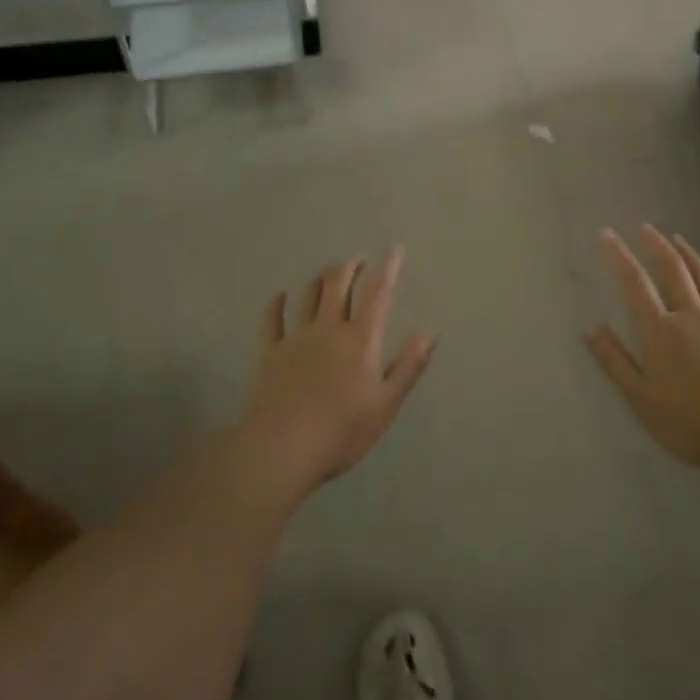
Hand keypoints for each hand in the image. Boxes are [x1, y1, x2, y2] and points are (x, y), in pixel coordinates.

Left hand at [239, 249, 436, 493]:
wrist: (282, 449)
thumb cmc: (342, 431)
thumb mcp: (386, 404)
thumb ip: (409, 366)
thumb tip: (430, 334)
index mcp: (360, 339)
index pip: (377, 294)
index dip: (387, 268)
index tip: (394, 249)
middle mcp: (328, 329)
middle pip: (338, 285)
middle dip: (350, 266)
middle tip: (359, 258)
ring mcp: (295, 339)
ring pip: (308, 296)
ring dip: (320, 279)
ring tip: (329, 273)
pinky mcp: (269, 354)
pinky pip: (271, 321)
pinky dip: (276, 305)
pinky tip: (280, 297)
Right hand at [586, 226, 699, 471]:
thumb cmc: (688, 421)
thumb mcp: (640, 398)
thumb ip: (614, 361)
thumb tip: (591, 328)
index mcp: (661, 330)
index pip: (635, 284)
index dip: (619, 256)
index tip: (608, 233)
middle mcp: (692, 316)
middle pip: (673, 271)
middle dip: (657, 246)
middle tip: (646, 227)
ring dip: (692, 257)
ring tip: (680, 239)